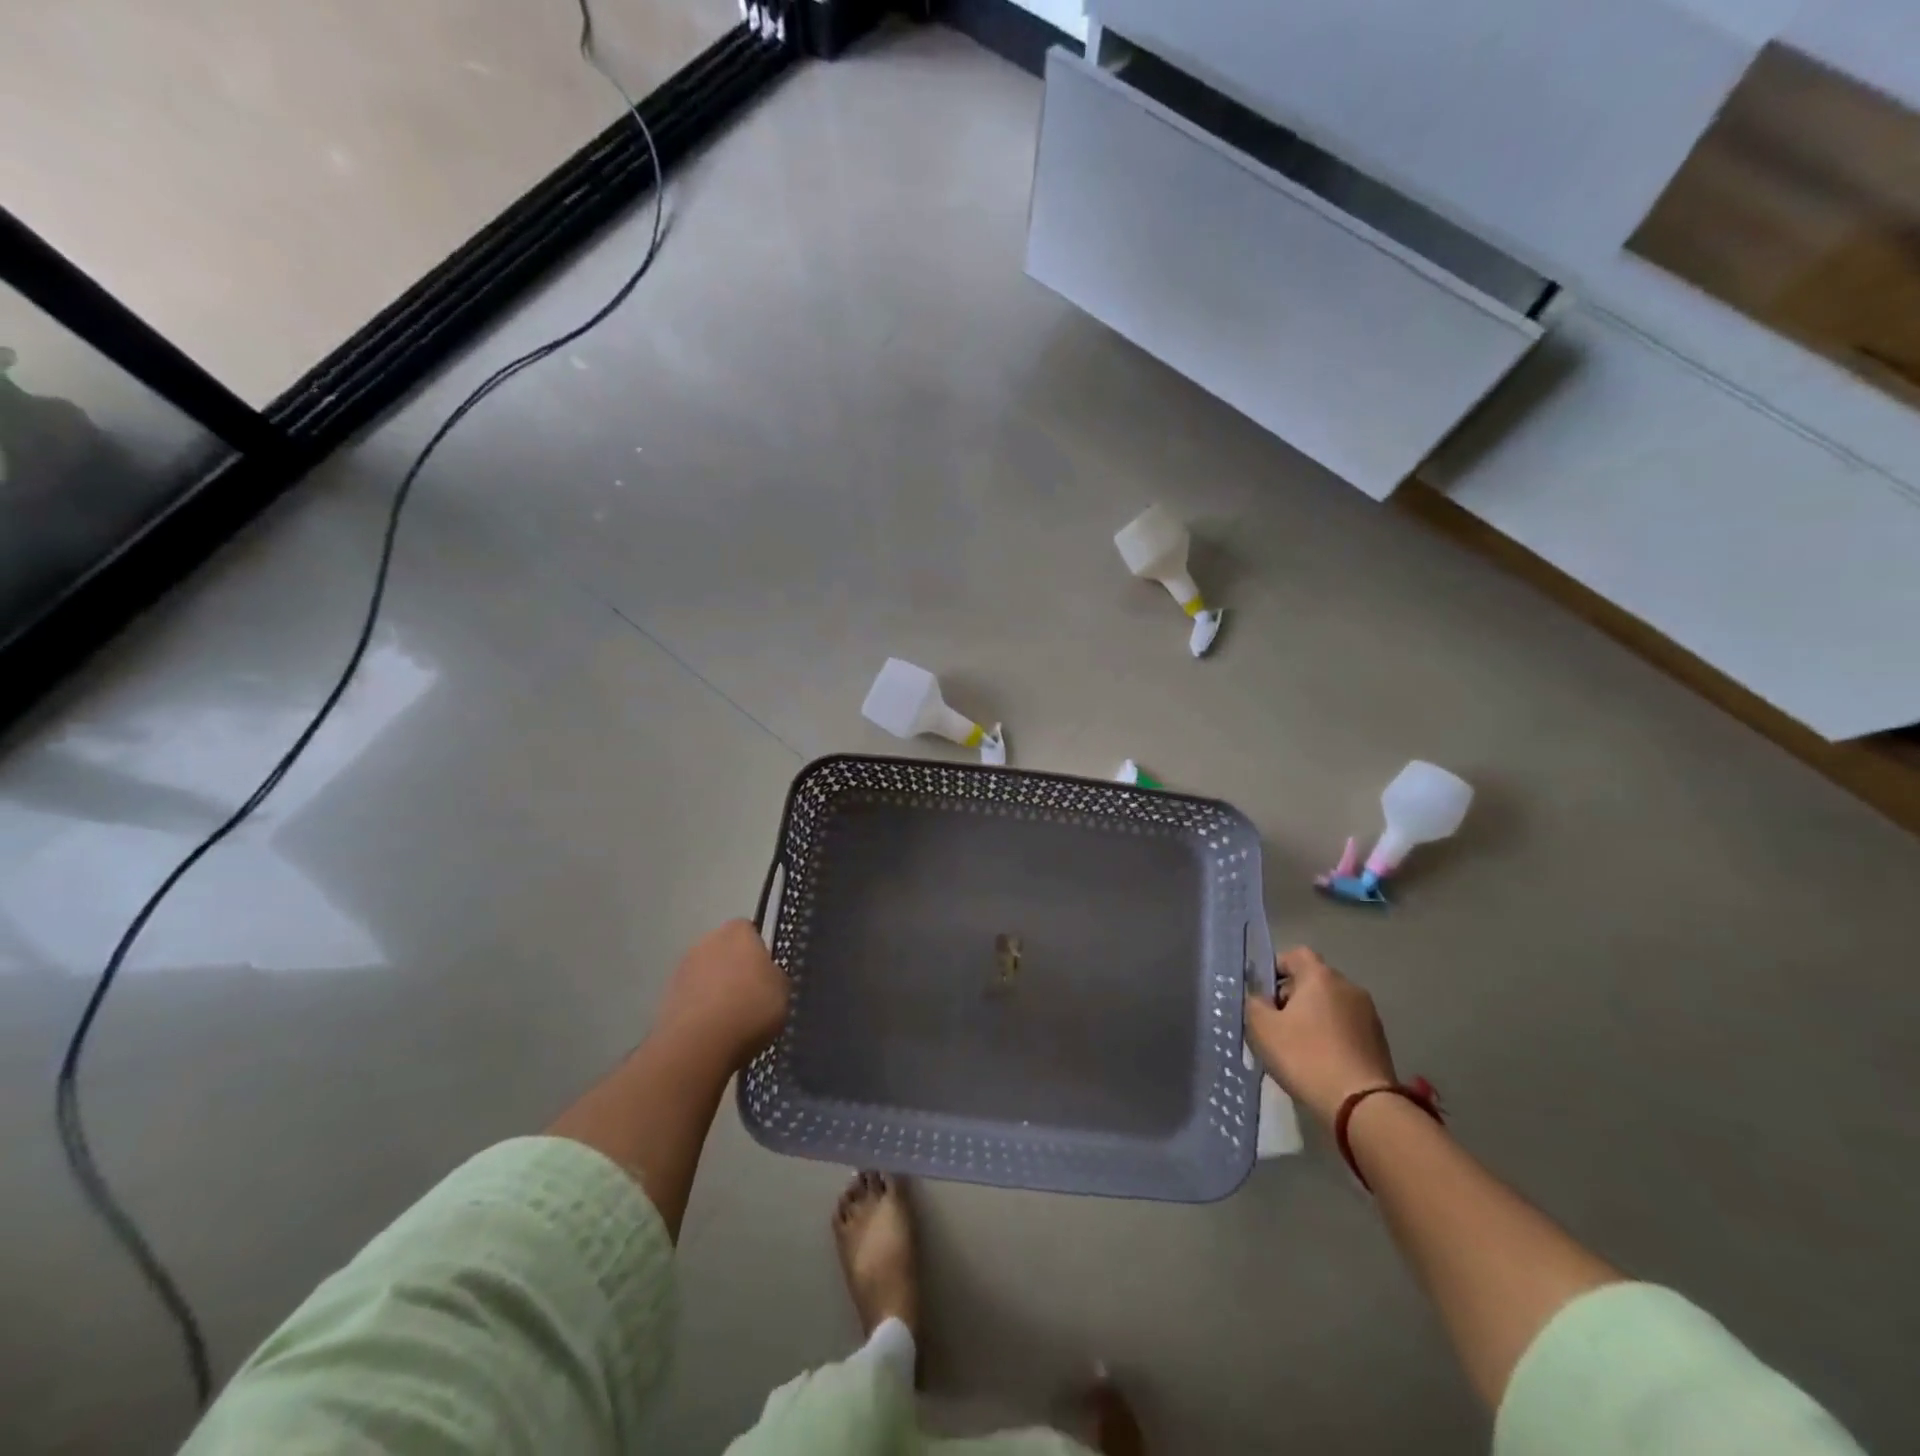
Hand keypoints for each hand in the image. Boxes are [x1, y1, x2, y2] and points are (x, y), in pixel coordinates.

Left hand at [655, 920, 789, 1068]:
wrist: (698, 1044)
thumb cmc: (750, 1008)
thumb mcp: (783, 991)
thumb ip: (774, 977)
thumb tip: (767, 977)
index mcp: (738, 932)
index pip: (749, 930)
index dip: (758, 951)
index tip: (765, 974)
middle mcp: (707, 941)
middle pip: (724, 950)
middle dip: (734, 967)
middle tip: (749, 995)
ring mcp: (682, 967)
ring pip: (705, 973)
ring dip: (714, 988)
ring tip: (729, 1018)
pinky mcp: (666, 996)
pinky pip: (691, 997)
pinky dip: (699, 1008)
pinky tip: (711, 1031)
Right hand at [1245, 946, 1396, 1127]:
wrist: (1361, 1105)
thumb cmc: (1306, 1057)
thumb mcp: (1262, 1028)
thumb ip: (1254, 1003)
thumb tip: (1260, 998)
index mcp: (1320, 976)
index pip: (1295, 954)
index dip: (1275, 968)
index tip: (1263, 994)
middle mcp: (1348, 987)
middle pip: (1313, 980)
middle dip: (1292, 996)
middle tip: (1276, 1025)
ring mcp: (1368, 1014)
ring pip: (1330, 1005)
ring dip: (1313, 1018)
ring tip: (1297, 1047)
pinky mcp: (1379, 1040)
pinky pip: (1345, 1027)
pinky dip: (1331, 1036)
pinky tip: (1320, 1061)